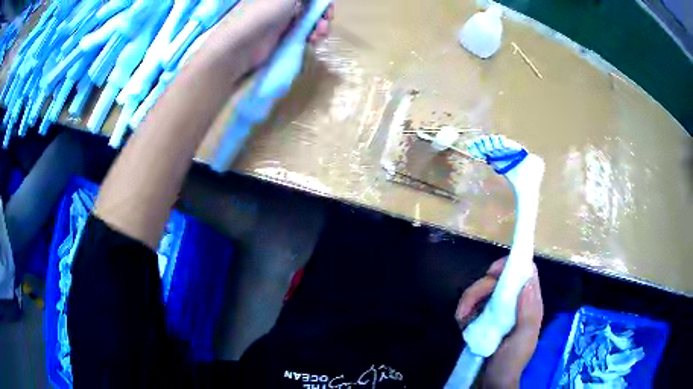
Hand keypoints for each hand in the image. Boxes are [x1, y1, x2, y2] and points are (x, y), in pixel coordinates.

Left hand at [243, 1, 333, 68]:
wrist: (241, 46)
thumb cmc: (262, 13)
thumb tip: (318, 0)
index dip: (321, 2)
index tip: (327, 8)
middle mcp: (283, 3)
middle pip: (312, 5)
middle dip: (323, 13)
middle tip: (327, 21)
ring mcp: (283, 19)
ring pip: (310, 19)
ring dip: (320, 26)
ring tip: (319, 35)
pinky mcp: (282, 36)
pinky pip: (304, 33)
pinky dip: (312, 36)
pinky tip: (313, 41)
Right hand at [455, 258, 543, 388]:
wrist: (492, 382)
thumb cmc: (511, 361)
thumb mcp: (524, 338)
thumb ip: (528, 312)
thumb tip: (527, 280)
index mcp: (529, 304)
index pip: (525, 273)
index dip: (510, 266)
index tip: (492, 272)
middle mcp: (513, 303)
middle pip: (499, 280)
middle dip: (482, 287)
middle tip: (469, 302)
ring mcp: (497, 312)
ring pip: (482, 291)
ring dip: (469, 299)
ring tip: (461, 317)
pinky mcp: (482, 320)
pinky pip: (471, 306)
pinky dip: (464, 310)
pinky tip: (461, 322)